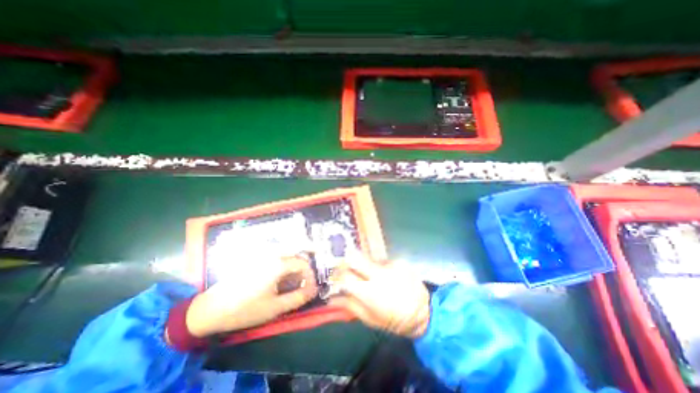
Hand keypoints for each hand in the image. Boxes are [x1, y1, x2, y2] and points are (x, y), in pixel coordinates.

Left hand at [184, 255, 318, 336]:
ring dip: (294, 265)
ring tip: (295, 281)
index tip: (310, 289)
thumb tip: (313, 291)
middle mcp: (272, 255)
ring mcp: (262, 256)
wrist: (211, 309)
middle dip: (304, 268)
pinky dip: (284, 265)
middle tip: (305, 282)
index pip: (302, 263)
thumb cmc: (245, 309)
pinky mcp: (255, 260)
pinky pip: (276, 257)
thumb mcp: (275, 307)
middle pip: (295, 255)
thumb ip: (298, 298)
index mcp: (278, 264)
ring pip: (286, 254)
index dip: (310, 276)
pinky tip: (281, 278)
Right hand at [330, 258, 431, 337]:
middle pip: (355, 257)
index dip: (337, 275)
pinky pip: (381, 260)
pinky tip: (387, 276)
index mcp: (369, 291)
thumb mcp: (368, 318)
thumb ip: (348, 305)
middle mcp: (378, 273)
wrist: (423, 312)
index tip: (336, 278)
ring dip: (365, 266)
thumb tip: (330, 298)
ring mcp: (390, 264)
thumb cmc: (392, 320)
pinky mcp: (398, 260)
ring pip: (368, 258)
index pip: (345, 276)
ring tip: (373, 277)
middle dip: (346, 261)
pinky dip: (379, 267)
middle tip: (347, 268)